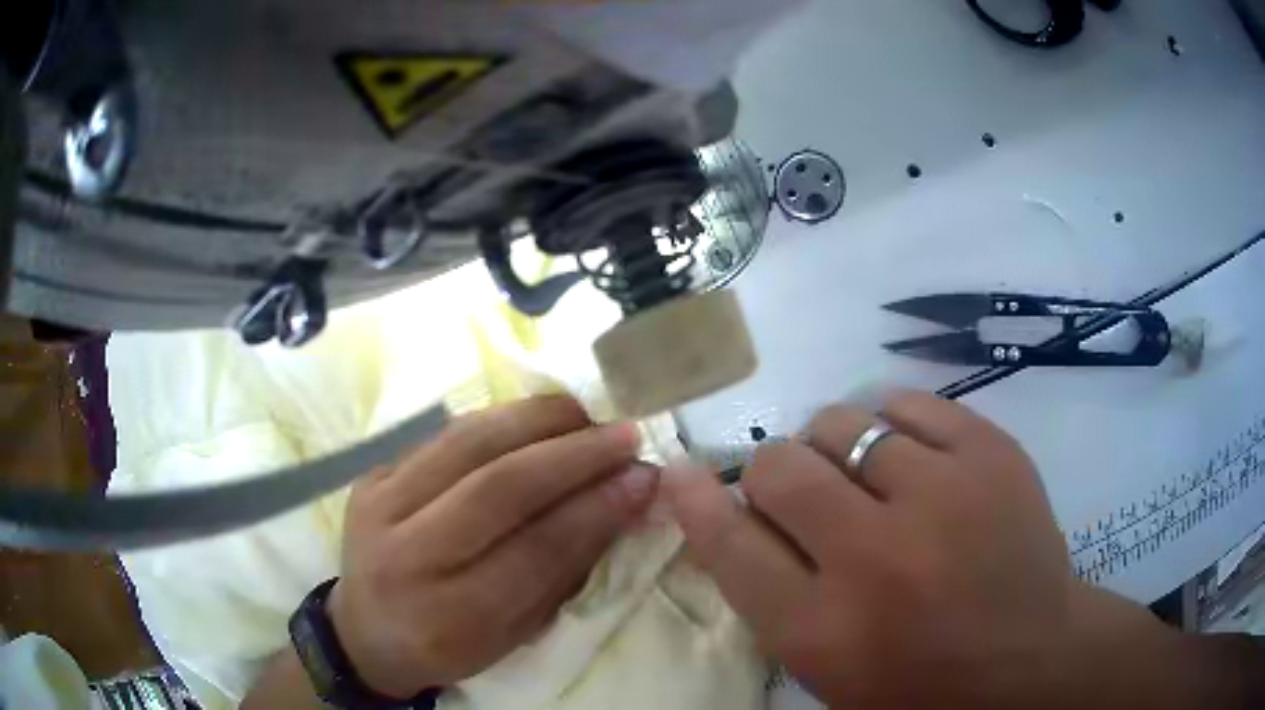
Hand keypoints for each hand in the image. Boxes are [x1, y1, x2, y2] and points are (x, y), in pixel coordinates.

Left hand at [329, 396, 656, 697]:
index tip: (644, 477)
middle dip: (572, 455)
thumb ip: (565, 570)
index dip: (595, 508)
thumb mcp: (515, 633)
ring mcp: (380, 505)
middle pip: (497, 487)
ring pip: (467, 444)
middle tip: (624, 435)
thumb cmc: (450, 645)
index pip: (534, 550)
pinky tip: (536, 418)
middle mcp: (406, 555)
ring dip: (536, 420)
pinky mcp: (372, 474)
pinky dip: (499, 420)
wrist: (365, 630)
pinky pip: (443, 435)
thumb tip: (623, 501)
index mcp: (448, 616)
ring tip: (586, 415)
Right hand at [664, 391, 1178, 707]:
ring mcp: (942, 497)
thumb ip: (770, 593)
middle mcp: (875, 558)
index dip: (696, 501)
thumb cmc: (919, 681)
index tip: (681, 471)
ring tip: (867, 479)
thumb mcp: (826, 668)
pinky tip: (907, 454)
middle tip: (804, 493)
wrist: (1031, 659)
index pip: (730, 544)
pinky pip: (907, 403)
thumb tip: (725, 509)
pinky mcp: (991, 453)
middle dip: (774, 473)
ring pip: (841, 423)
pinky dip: (890, 423)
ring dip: (835, 448)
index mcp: (824, 630)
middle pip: (780, 468)